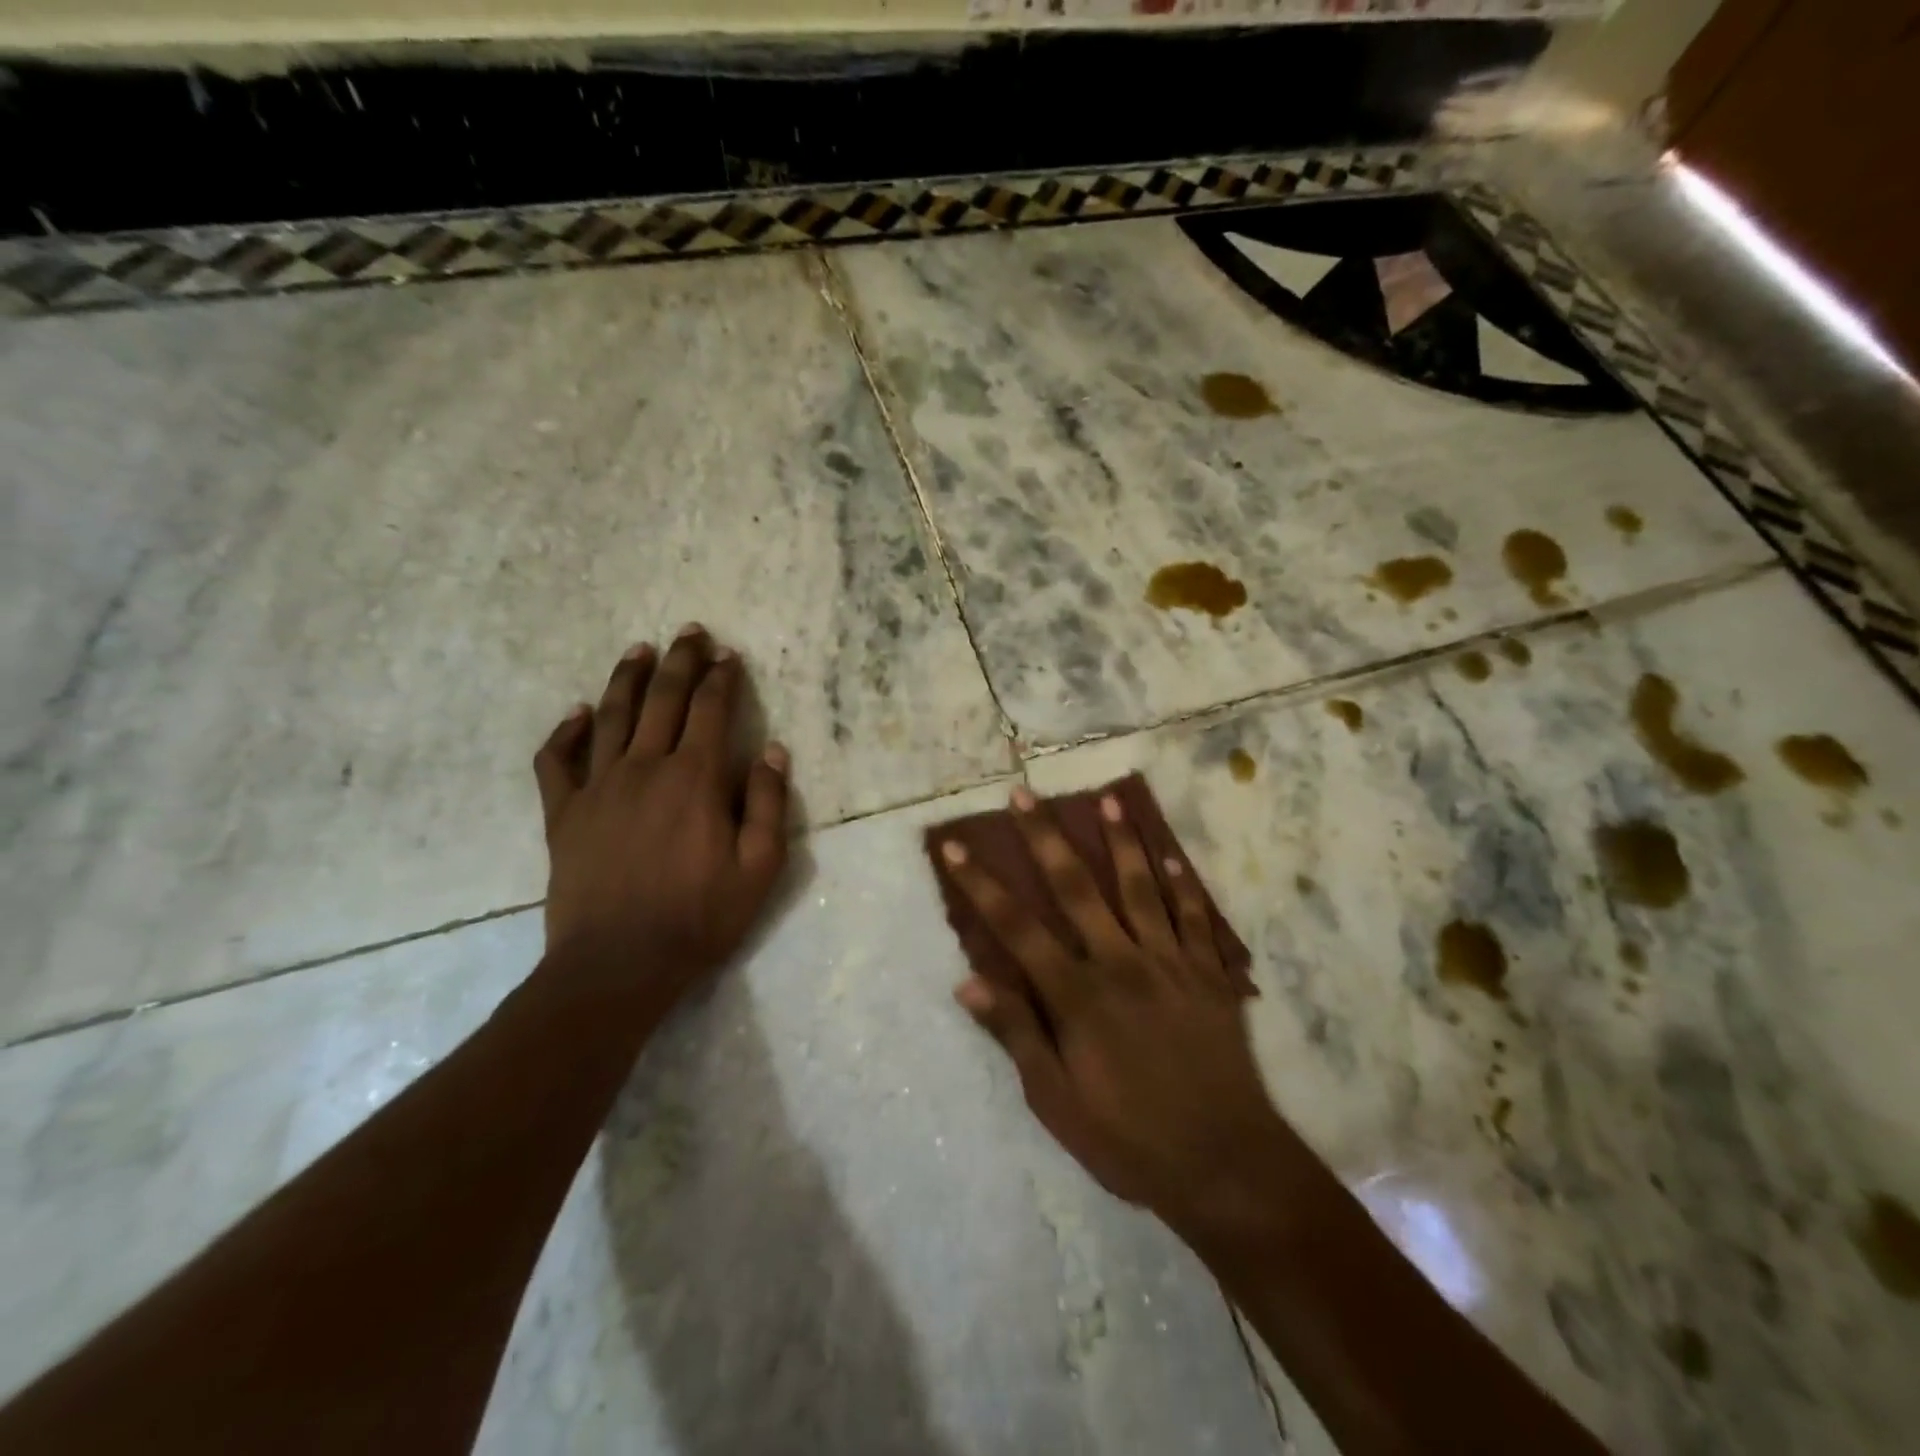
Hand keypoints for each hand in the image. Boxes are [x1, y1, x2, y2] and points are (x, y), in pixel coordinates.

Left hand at [533, 626, 789, 1010]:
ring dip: (627, 679)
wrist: (617, 965)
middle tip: (689, 632)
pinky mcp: (564, 814)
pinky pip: (558, 761)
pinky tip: (578, 713)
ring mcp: (598, 788)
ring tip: (639, 650)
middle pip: (662, 699)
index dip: (722, 678)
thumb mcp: (759, 868)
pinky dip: (567, 732)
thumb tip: (773, 751)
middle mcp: (644, 768)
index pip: (711, 711)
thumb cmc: (699, 917)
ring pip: (611, 717)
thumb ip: (769, 804)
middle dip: (679, 661)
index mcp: (694, 779)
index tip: (729, 655)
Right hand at [940, 787, 1306, 1236]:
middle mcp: (1121, 963)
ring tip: (1108, 801)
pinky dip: (1184, 884)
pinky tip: (1172, 855)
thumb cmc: (1130, 1139)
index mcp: (1078, 996)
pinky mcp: (1210, 975)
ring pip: (1141, 888)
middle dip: (1046, 838)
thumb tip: (967, 983)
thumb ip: (1016, 1035)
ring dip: (1122, 842)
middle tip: (1025, 795)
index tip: (955, 847)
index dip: (981, 885)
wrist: (1226, 1165)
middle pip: (1077, 888)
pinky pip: (1196, 918)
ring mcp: (1171, 964)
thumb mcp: (1056, 1102)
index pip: (1017, 927)